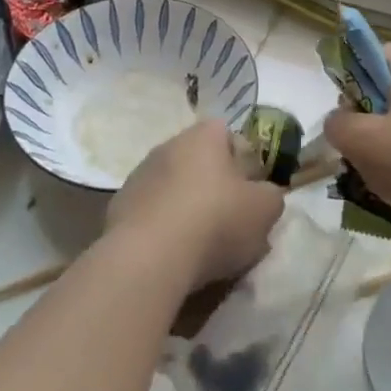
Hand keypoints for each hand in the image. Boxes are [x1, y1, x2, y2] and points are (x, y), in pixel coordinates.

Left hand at [105, 119, 283, 290]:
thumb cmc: (215, 221)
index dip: (242, 160)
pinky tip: (172, 253)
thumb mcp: (265, 210)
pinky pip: (151, 211)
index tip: (250, 190)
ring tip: (200, 244)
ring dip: (185, 205)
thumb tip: (263, 195)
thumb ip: (271, 196)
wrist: (149, 256)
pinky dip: (162, 226)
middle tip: (229, 219)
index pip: (227, 134)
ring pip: (173, 186)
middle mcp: (168, 145)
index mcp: (203, 136)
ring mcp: (139, 175)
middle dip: (213, 184)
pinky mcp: (119, 206)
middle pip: (198, 160)